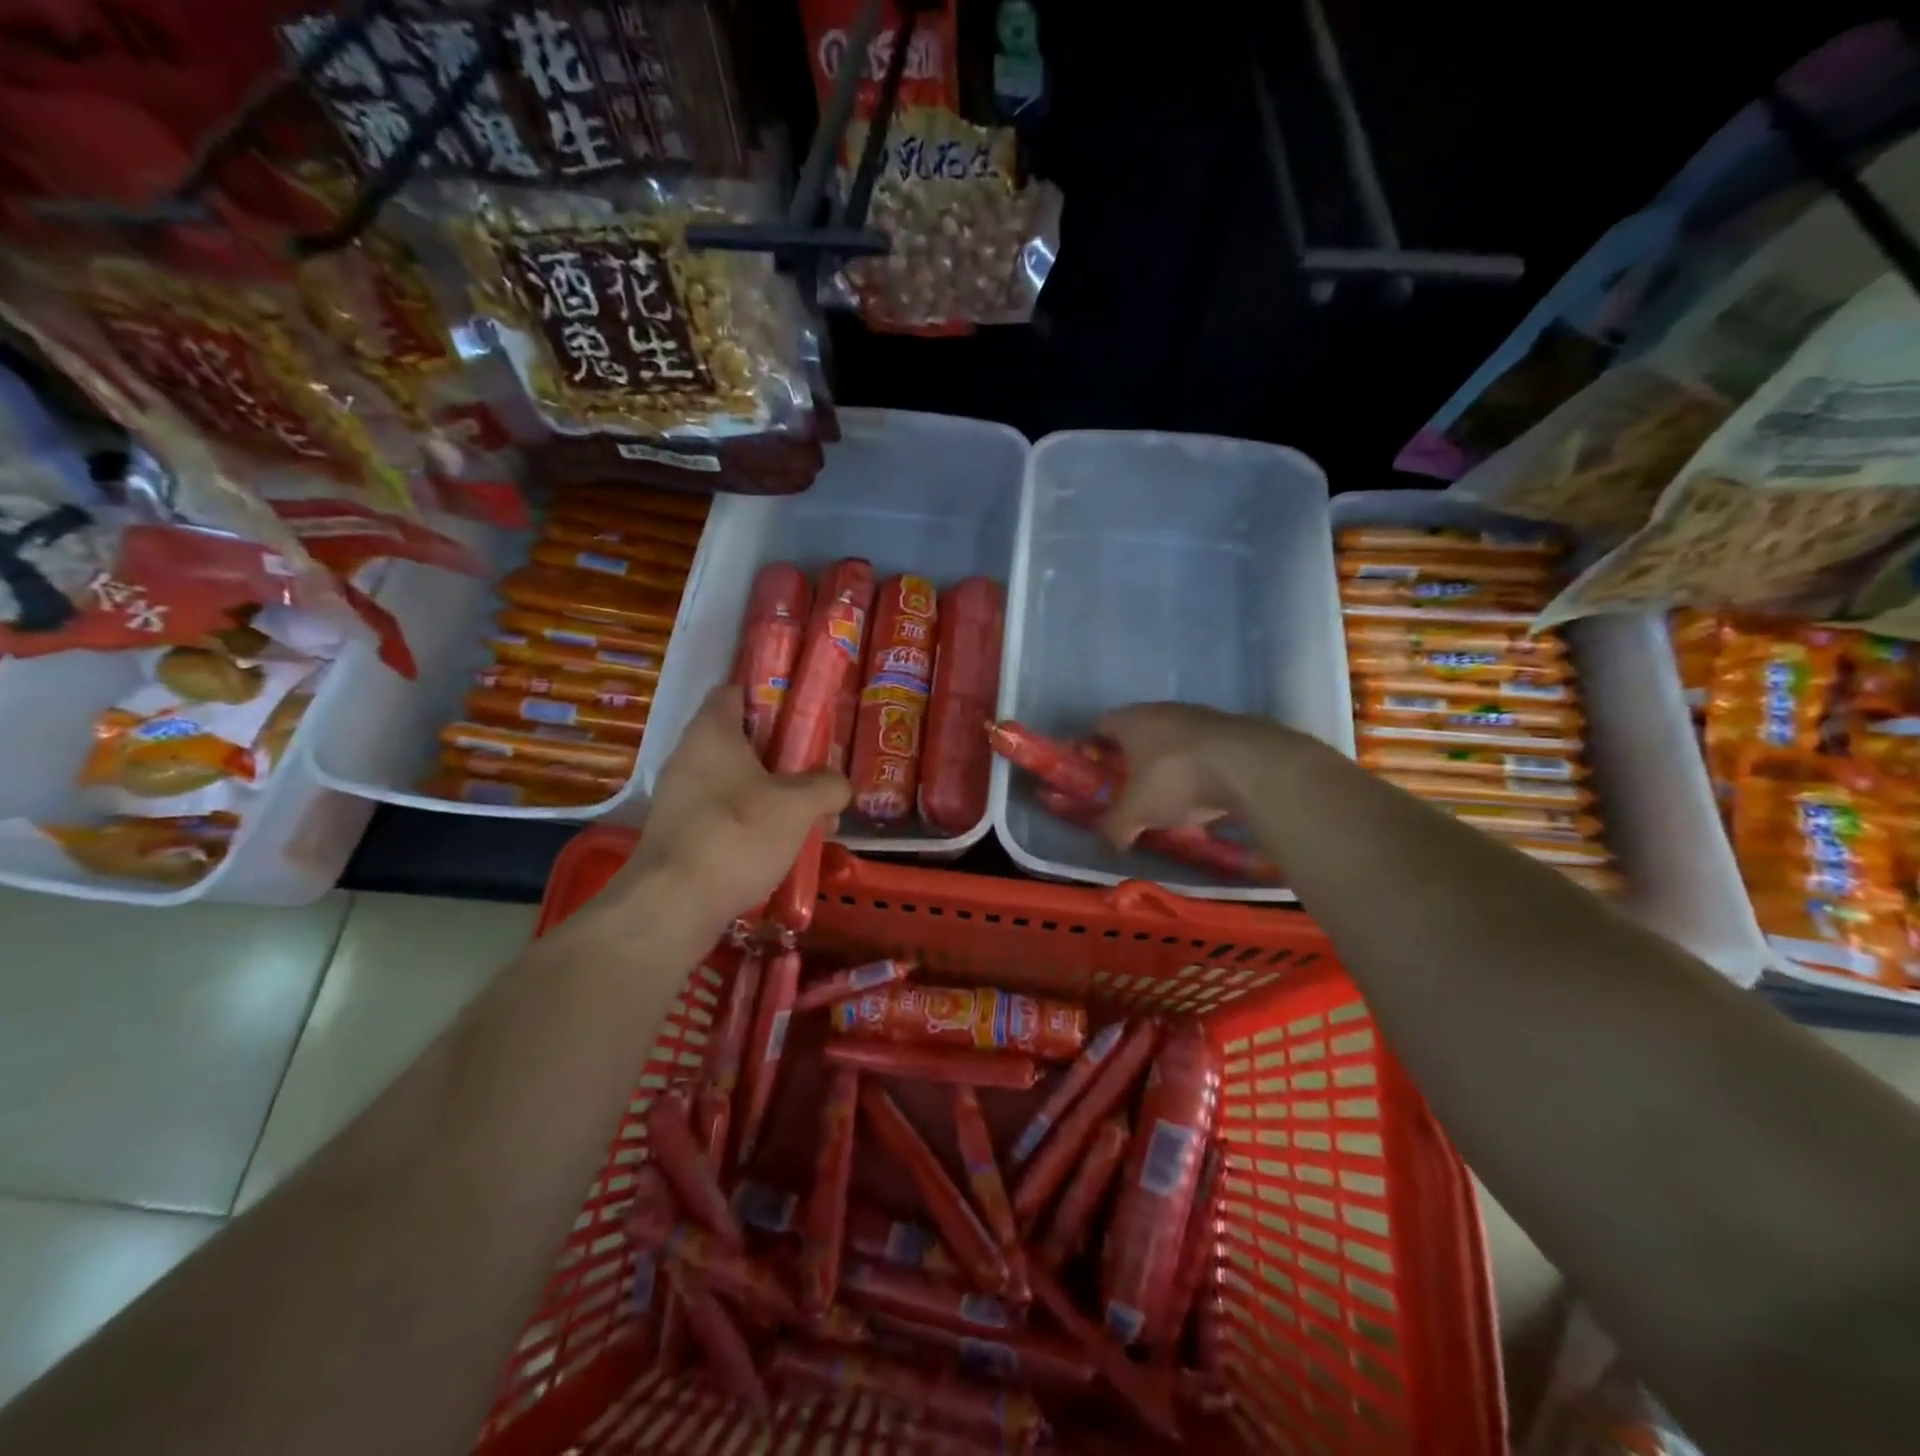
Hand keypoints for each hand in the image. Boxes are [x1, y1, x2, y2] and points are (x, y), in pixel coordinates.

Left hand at [596, 686, 849, 944]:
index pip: (736, 691)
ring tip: (811, 817)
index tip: (803, 715)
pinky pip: (724, 814)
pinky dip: (753, 823)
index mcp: (712, 732)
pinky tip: (782, 847)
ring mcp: (680, 797)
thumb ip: (827, 785)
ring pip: (736, 782)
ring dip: (773, 794)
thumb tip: (839, 784)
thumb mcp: (798, 805)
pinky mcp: (680, 833)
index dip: (770, 696)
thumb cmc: (737, 834)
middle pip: (742, 741)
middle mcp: (689, 756)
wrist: (674, 905)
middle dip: (784, 756)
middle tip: (818, 772)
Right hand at [1095, 702, 1273, 846]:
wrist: (1250, 765)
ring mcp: (1199, 715)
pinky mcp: (1231, 728)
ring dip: (1168, 761)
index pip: (1100, 726)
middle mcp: (1161, 709)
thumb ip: (1115, 828)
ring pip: (1172, 738)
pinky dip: (1198, 766)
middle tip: (1129, 786)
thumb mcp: (1137, 812)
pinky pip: (1203, 748)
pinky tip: (1204, 790)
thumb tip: (1105, 845)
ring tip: (1169, 793)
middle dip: (1132, 757)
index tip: (1094, 772)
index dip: (1094, 748)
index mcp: (1130, 721)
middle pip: (1138, 730)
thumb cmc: (1176, 779)